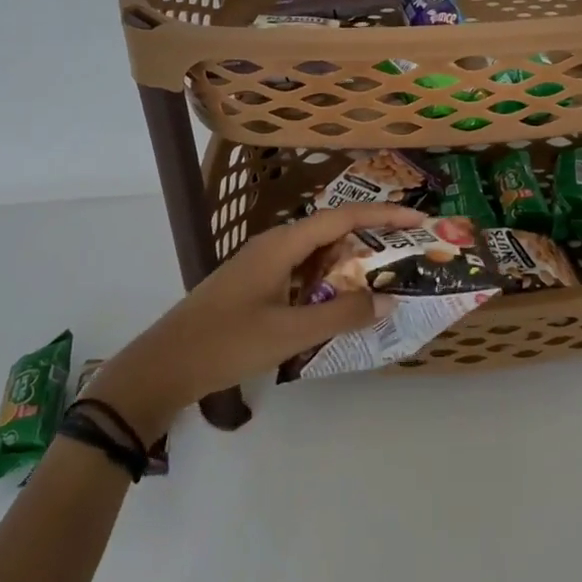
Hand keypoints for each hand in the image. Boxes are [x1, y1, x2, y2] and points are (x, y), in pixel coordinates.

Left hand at [84, 202, 423, 441]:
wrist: (163, 366)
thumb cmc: (226, 343)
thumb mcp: (289, 332)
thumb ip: (340, 314)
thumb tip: (387, 299)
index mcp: (282, 244)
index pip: (342, 218)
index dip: (383, 216)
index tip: (418, 219)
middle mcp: (274, 244)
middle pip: (332, 231)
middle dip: (372, 237)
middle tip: (409, 250)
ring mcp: (263, 264)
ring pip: (317, 253)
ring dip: (350, 261)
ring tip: (386, 274)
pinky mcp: (256, 284)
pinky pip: (303, 271)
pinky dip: (329, 280)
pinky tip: (343, 300)